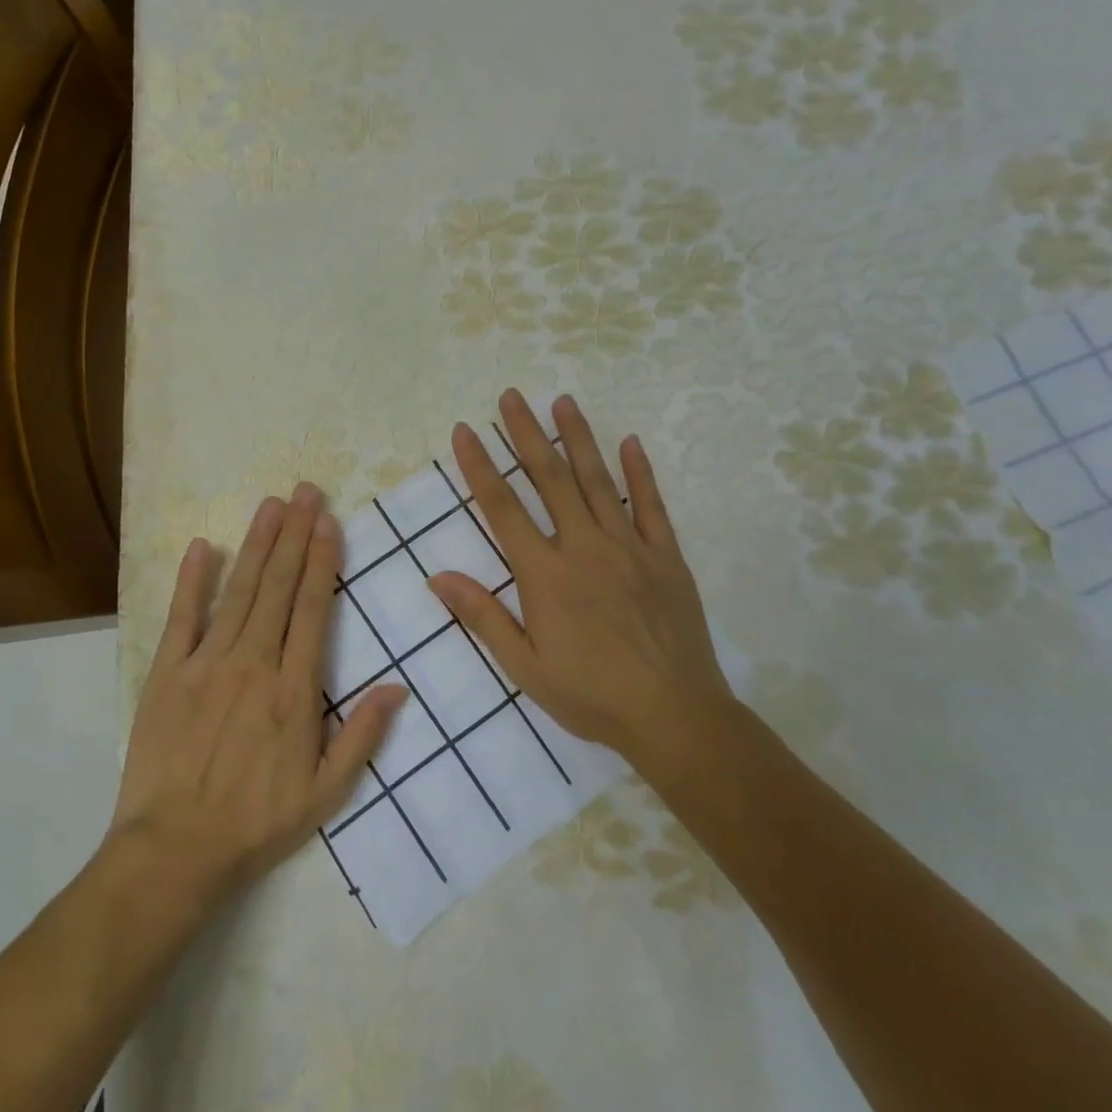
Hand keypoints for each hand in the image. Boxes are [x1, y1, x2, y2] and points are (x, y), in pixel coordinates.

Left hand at [106, 484, 407, 916]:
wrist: (174, 850)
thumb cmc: (256, 822)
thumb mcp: (326, 794)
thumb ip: (363, 736)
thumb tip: (398, 686)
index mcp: (294, 690)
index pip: (312, 609)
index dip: (322, 561)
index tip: (329, 522)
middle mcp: (253, 663)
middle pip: (278, 588)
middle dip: (294, 535)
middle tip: (305, 491)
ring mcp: (206, 664)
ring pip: (239, 592)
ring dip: (257, 545)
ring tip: (271, 504)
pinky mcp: (167, 673)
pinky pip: (182, 617)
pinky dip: (192, 580)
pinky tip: (204, 546)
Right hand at [427, 391, 730, 760]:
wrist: (674, 716)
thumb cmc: (591, 695)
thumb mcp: (524, 666)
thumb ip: (482, 616)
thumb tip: (437, 577)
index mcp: (545, 574)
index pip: (503, 508)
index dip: (480, 467)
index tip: (465, 431)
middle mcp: (584, 548)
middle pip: (550, 479)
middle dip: (526, 434)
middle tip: (511, 396)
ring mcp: (629, 547)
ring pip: (598, 481)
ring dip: (578, 438)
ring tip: (562, 401)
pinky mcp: (665, 557)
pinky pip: (651, 506)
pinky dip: (640, 472)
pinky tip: (630, 442)